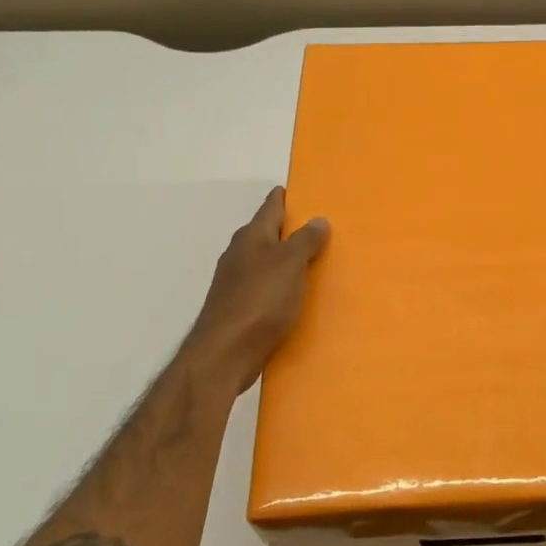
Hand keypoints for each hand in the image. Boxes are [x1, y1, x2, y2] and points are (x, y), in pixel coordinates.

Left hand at [183, 188, 329, 395]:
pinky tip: (295, 296)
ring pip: (266, 262)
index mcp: (251, 237)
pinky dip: (281, 286)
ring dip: (286, 260)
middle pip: (267, 234)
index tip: (303, 192)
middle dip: (289, 230)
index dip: (286, 198)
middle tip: (320, 228)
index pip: (270, 207)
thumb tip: (317, 219)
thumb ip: (305, 240)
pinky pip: (265, 288)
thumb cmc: (260, 301)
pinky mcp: (238, 308)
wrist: (225, 354)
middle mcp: (240, 254)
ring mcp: (236, 282)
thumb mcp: (290, 264)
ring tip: (314, 262)